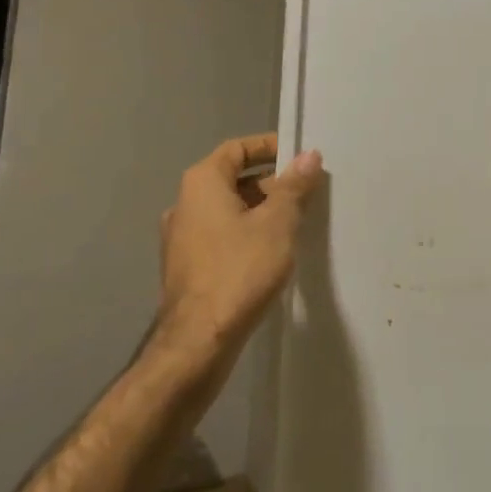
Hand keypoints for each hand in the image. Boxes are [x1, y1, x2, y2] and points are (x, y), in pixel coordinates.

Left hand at [158, 133, 324, 351]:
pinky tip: (271, 254)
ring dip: (260, 211)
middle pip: (233, 179)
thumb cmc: (239, 270)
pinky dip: (246, 235)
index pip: (238, 148)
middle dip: (271, 183)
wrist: (197, 343)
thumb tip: (309, 156)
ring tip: (295, 224)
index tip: (299, 158)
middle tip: (306, 194)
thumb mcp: (277, 223)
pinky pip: (221, 236)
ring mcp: (181, 239)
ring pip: (228, 210)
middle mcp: (185, 204)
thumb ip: (294, 186)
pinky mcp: (186, 268)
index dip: (269, 148)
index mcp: (202, 183)